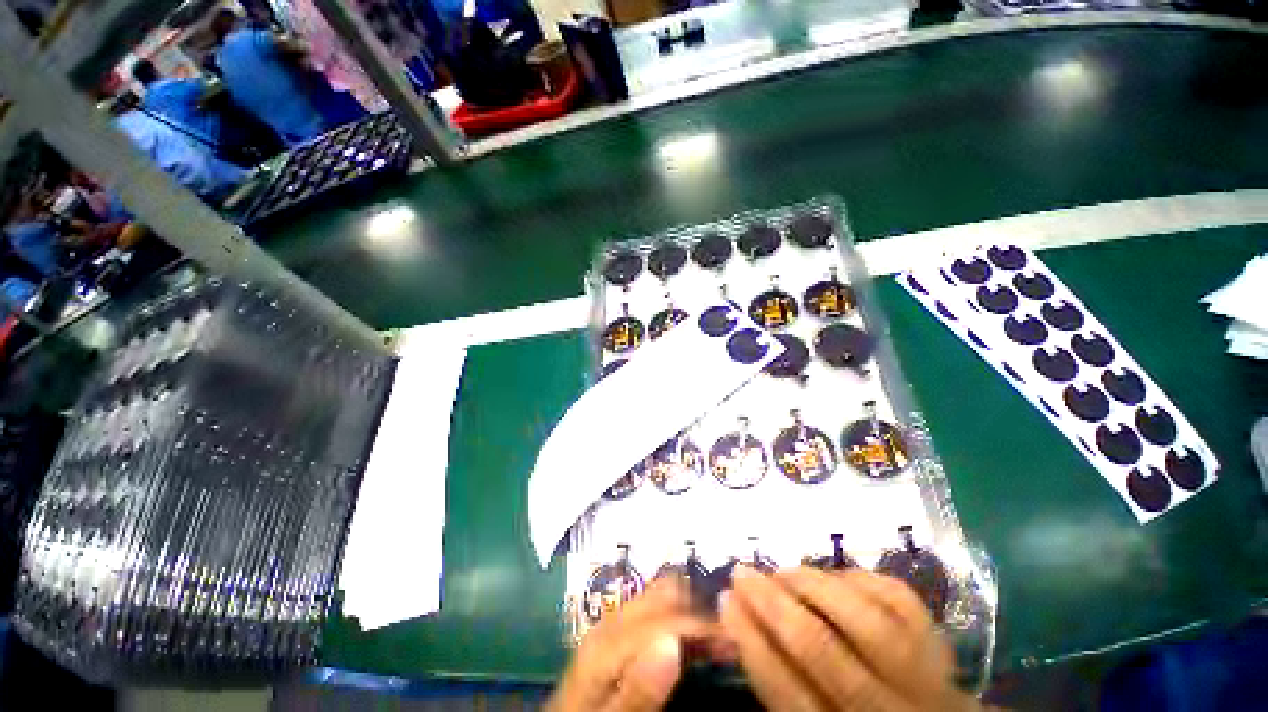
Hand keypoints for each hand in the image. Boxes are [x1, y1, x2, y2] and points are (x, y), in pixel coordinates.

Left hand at [549, 578, 716, 711]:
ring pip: (657, 596)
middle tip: (725, 636)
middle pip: (661, 594)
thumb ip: (639, 690)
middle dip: (696, 607)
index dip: (701, 626)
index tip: (733, 639)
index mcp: (609, 641)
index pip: (664, 619)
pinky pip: (650, 609)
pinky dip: (674, 615)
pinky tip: (686, 637)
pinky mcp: (614, 632)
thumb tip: (673, 643)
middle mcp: (611, 620)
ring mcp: (612, 623)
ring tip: (712, 633)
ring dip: (687, 608)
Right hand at [721, 566, 975, 711]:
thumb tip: (737, 620)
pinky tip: (832, 575)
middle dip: (773, 604)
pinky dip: (858, 579)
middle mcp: (886, 709)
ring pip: (866, 621)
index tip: (725, 600)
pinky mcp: (940, 642)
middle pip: (824, 652)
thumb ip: (779, 683)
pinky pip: (898, 598)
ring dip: (813, 586)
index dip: (751, 642)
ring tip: (781, 571)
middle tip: (742, 572)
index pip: (788, 694)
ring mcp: (923, 674)